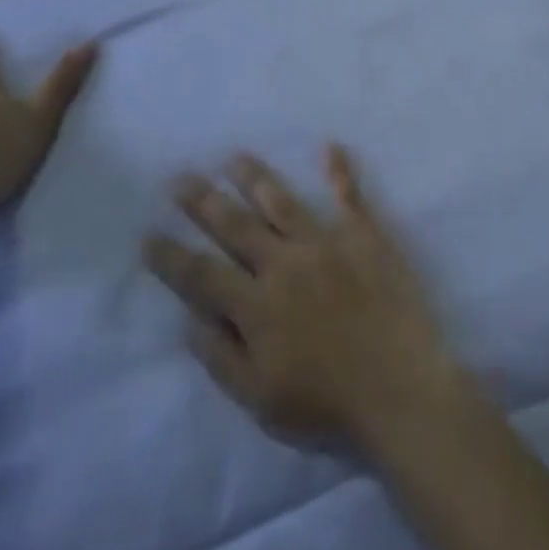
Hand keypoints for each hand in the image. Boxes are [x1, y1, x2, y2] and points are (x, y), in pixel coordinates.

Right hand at [144, 145, 464, 445]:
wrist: (399, 387)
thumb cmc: (327, 404)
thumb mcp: (259, 399)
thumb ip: (221, 357)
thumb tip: (189, 320)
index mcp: (256, 306)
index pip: (201, 275)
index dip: (171, 256)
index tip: (148, 235)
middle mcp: (285, 264)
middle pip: (236, 226)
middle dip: (204, 201)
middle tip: (180, 177)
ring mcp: (327, 243)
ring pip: (282, 202)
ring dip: (256, 178)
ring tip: (235, 158)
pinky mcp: (365, 235)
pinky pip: (349, 195)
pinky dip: (339, 169)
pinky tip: (330, 146)